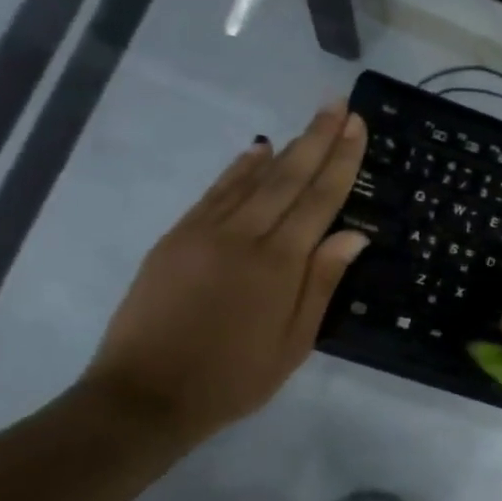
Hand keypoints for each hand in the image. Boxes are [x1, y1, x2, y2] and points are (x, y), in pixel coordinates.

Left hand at [82, 100, 368, 445]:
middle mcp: (244, 236)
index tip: (356, 126)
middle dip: (317, 139)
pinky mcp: (177, 238)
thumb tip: (355, 234)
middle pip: (288, 178)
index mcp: (279, 264)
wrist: (145, 395)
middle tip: (338, 105)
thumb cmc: (234, 377)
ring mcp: (205, 232)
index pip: (319, 200)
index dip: (341, 161)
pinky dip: (240, 170)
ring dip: (285, 148)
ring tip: (309, 123)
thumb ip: (322, 283)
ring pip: (253, 180)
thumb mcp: (294, 342)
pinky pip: (216, 193)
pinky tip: (257, 152)